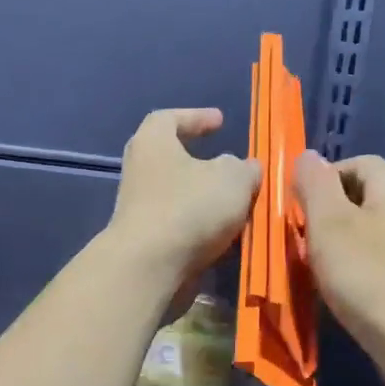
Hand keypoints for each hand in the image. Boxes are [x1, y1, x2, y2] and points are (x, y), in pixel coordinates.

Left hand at [108, 109, 260, 284]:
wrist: (150, 268)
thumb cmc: (189, 208)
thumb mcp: (233, 179)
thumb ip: (244, 169)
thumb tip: (244, 169)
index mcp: (153, 143)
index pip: (169, 118)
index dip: (196, 117)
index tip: (219, 121)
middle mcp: (140, 172)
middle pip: (174, 160)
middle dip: (205, 165)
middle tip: (231, 167)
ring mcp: (140, 210)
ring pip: (181, 198)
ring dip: (208, 202)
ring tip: (240, 208)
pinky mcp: (146, 242)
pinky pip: (181, 228)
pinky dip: (203, 230)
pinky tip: (228, 239)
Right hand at [295, 151, 384, 385]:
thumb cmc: (372, 280)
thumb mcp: (331, 225)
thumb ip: (316, 185)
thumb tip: (308, 155)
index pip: (356, 163)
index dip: (322, 178)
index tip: (296, 209)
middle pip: (363, 198)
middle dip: (327, 216)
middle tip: (301, 243)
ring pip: (370, 234)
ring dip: (339, 247)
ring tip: (317, 272)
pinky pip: (381, 264)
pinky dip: (358, 272)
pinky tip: (345, 296)